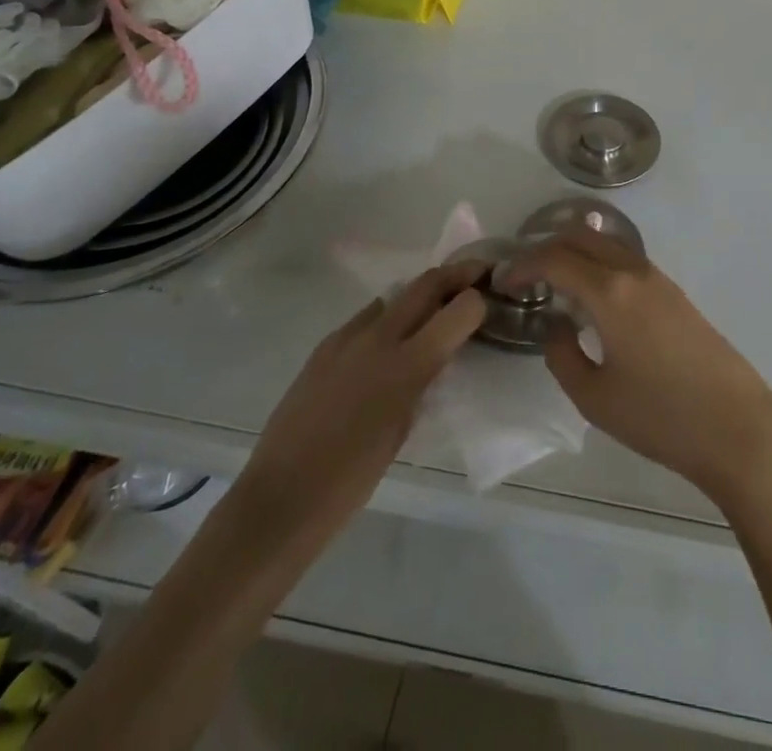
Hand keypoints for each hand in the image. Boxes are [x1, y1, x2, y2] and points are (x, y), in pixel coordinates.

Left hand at [233, 261, 486, 550]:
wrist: (282, 497)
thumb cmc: (353, 479)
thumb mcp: (405, 427)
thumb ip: (424, 381)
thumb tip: (436, 356)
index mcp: (407, 365)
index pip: (458, 309)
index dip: (478, 299)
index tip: (489, 297)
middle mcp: (379, 337)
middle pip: (426, 284)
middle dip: (456, 274)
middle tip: (476, 276)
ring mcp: (347, 337)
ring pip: (394, 297)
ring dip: (419, 296)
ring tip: (432, 312)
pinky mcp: (324, 346)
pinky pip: (365, 319)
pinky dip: (386, 321)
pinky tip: (386, 346)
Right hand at [508, 230, 771, 512]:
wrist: (736, 428)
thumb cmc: (660, 416)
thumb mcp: (594, 397)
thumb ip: (563, 355)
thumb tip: (558, 326)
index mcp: (609, 291)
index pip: (555, 258)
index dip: (523, 265)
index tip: (504, 283)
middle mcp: (633, 272)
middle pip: (582, 236)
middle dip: (547, 247)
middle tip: (526, 276)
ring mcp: (659, 279)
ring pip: (607, 244)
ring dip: (576, 252)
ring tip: (556, 285)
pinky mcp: (675, 294)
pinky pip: (627, 261)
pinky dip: (600, 264)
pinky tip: (594, 299)